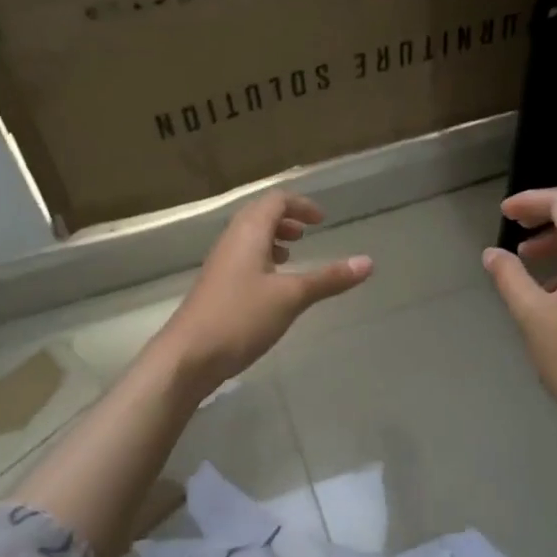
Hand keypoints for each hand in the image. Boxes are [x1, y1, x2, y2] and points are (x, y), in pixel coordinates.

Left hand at [153, 191, 372, 393]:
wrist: (188, 356)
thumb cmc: (240, 318)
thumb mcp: (291, 297)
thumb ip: (328, 279)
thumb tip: (368, 262)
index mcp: (248, 233)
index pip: (275, 201)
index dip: (300, 205)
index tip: (322, 220)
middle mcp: (231, 241)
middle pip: (259, 215)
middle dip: (285, 219)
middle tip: (307, 232)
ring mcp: (220, 264)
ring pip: (249, 238)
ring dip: (272, 239)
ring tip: (292, 256)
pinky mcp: (216, 286)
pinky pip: (242, 258)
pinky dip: (261, 259)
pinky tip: (272, 286)